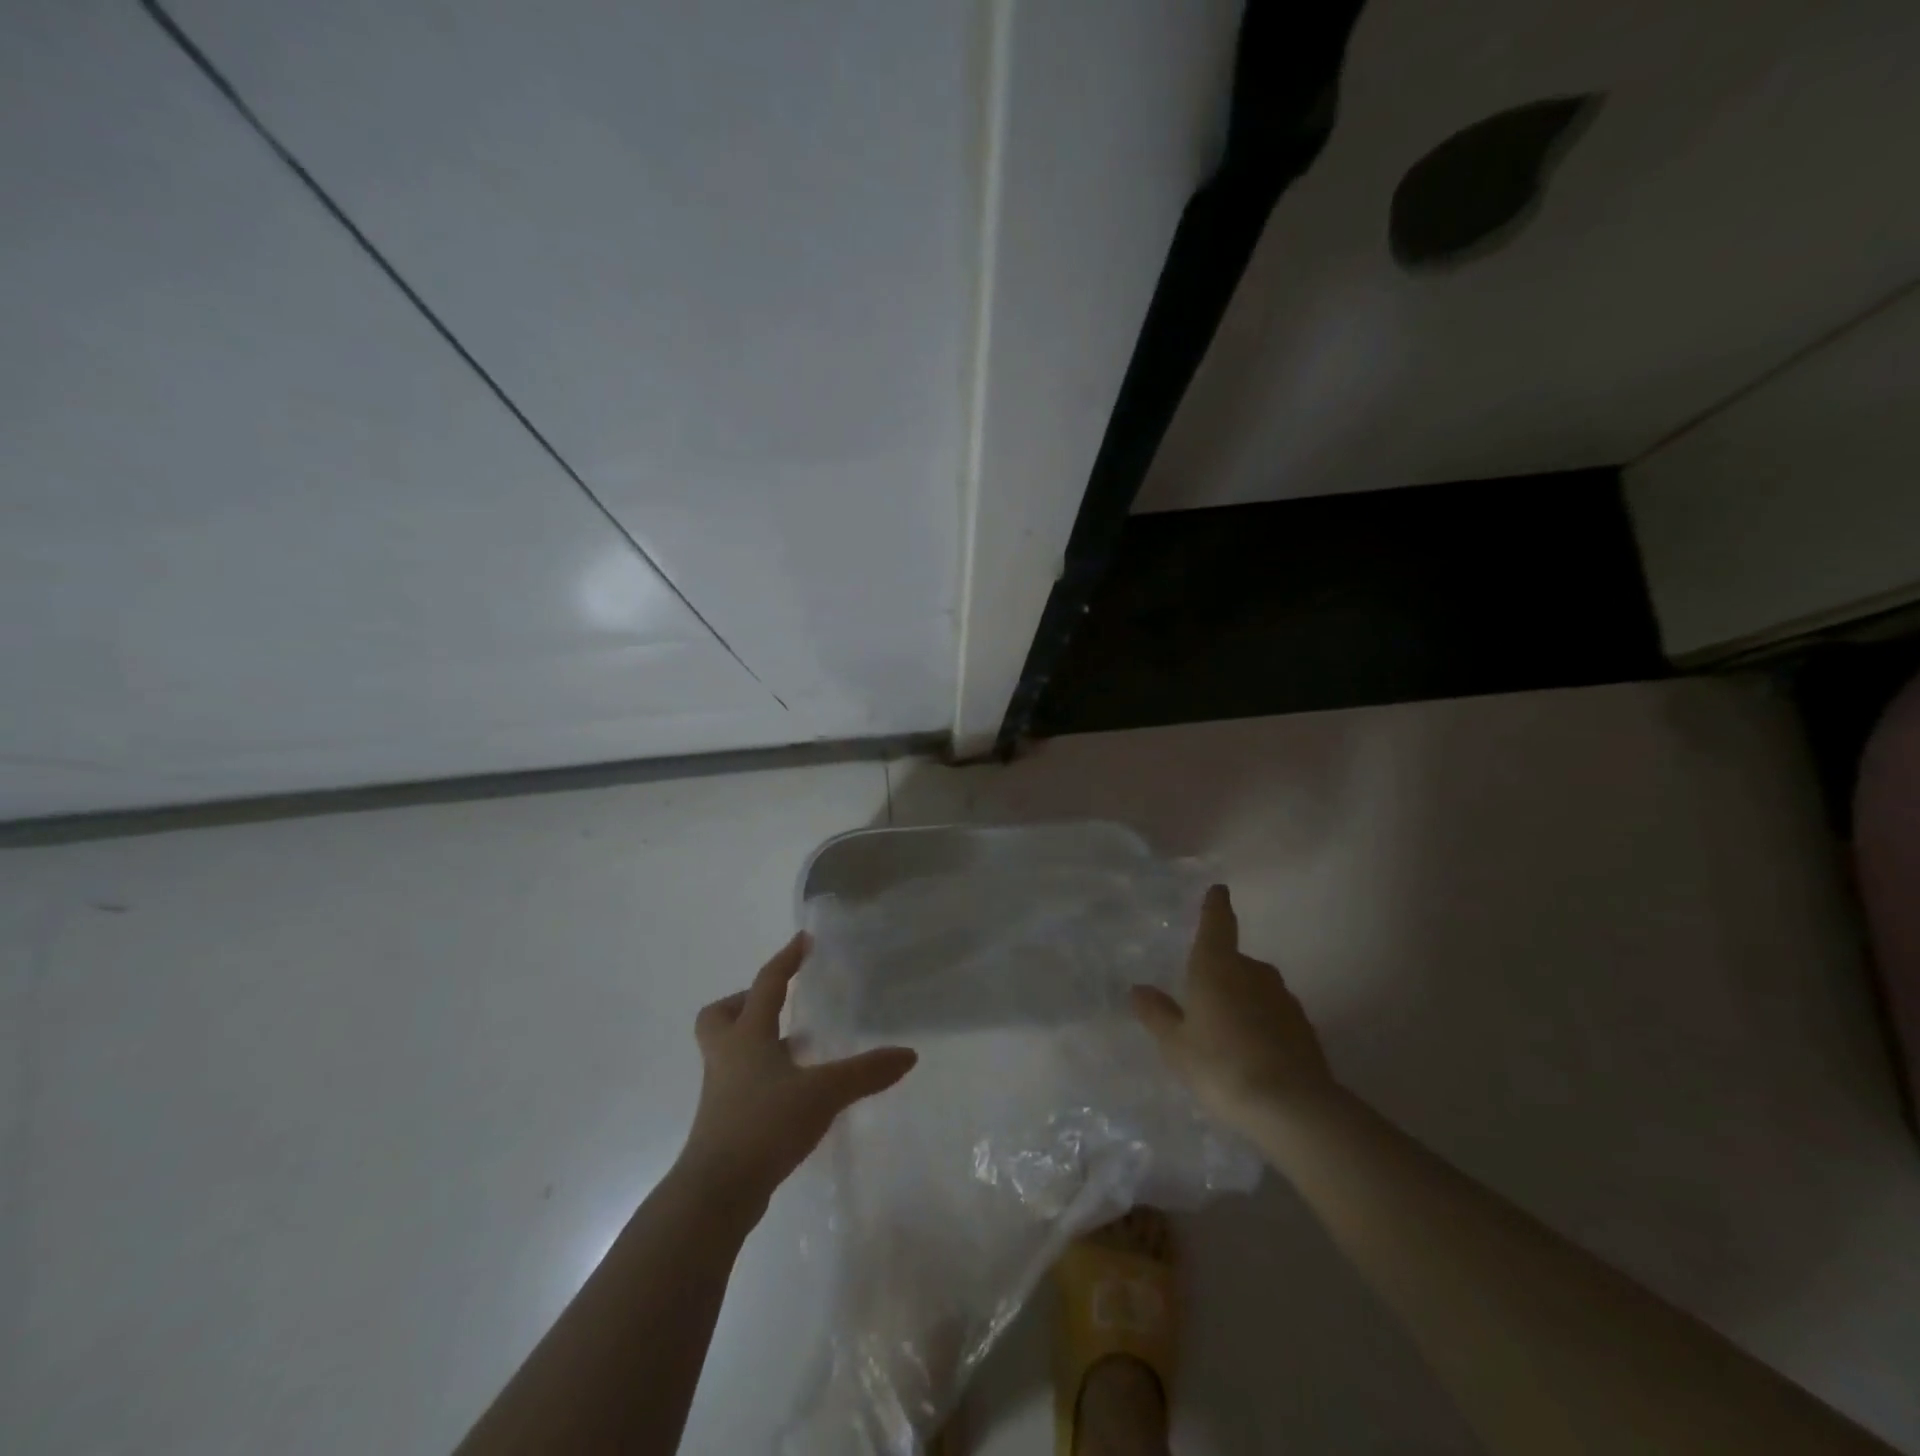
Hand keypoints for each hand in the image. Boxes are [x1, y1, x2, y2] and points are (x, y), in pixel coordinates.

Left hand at [679, 933, 916, 1208]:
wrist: (716, 1193)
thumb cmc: (764, 1125)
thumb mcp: (823, 1093)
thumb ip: (866, 1072)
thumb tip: (909, 1054)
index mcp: (747, 1036)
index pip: (767, 984)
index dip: (786, 959)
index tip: (803, 940)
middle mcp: (728, 1057)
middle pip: (720, 1015)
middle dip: (745, 1003)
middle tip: (778, 1005)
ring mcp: (721, 1092)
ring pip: (731, 1051)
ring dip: (758, 1042)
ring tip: (797, 1049)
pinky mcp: (724, 1123)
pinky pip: (740, 1083)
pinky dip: (763, 1077)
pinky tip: (793, 1091)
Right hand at [1131, 884, 1337, 1128]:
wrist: (1293, 1108)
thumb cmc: (1221, 1065)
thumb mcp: (1176, 1045)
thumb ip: (1158, 1014)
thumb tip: (1139, 989)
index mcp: (1217, 966)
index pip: (1217, 923)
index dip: (1215, 906)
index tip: (1219, 890)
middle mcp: (1254, 972)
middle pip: (1235, 961)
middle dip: (1221, 972)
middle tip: (1203, 1000)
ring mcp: (1284, 999)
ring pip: (1256, 988)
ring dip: (1242, 1000)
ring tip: (1226, 1032)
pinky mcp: (1304, 1028)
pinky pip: (1274, 1015)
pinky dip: (1262, 1024)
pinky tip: (1252, 1053)